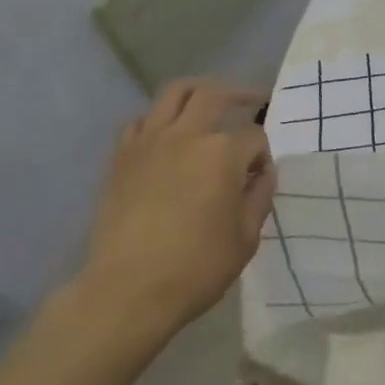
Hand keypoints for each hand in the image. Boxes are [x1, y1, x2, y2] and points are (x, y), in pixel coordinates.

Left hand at [73, 78, 276, 341]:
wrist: (127, 291)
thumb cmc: (196, 267)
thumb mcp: (246, 237)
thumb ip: (259, 196)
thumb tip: (262, 173)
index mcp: (223, 153)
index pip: (255, 136)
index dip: (263, 155)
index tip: (260, 176)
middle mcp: (187, 135)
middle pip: (215, 94)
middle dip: (239, 95)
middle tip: (252, 101)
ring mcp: (149, 142)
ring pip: (175, 93)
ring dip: (198, 92)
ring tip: (209, 103)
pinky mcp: (121, 157)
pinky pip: (141, 121)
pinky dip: (159, 120)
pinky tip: (167, 136)